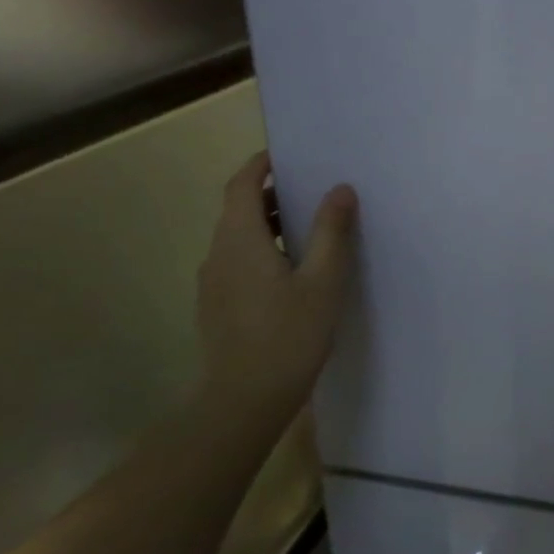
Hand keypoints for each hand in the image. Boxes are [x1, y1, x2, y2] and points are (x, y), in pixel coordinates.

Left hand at [195, 152, 357, 422]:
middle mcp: (218, 254)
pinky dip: (263, 249)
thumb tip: (340, 189)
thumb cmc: (289, 334)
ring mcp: (213, 282)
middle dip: (271, 193)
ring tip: (311, 228)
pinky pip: (239, 261)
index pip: (241, 186)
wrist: (245, 399)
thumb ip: (331, 231)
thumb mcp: (323, 280)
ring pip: (239, 237)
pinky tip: (294, 270)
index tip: (289, 155)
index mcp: (240, 240)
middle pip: (238, 209)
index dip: (261, 165)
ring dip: (269, 223)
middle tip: (313, 191)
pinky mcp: (217, 305)